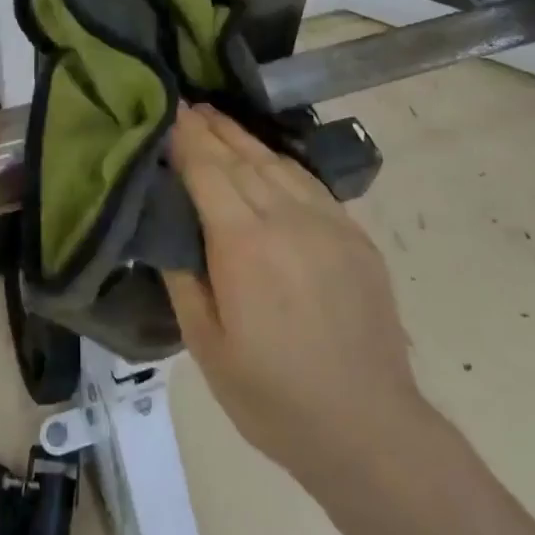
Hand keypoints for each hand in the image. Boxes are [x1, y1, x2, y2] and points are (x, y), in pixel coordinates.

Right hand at [163, 105, 425, 484]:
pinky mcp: (354, 236)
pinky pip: (309, 184)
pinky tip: (267, 160)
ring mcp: (327, 224)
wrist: (369, 428)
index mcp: (244, 244)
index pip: (207, 170)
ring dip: (243, 139)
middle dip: (210, 130)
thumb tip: (166, 226)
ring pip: (276, 164)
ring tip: (218, 121)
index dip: (185, 138)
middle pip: (241, 158)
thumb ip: (182, 276)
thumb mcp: (206, 346)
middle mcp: (287, 219)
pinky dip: (280, 163)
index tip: (167, 111)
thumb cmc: (273, 397)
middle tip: (186, 105)